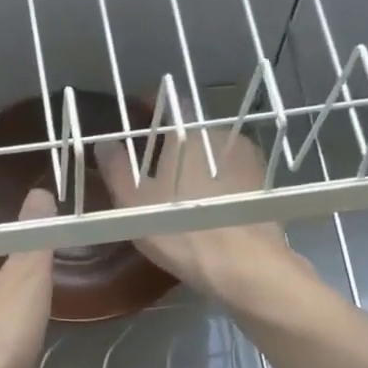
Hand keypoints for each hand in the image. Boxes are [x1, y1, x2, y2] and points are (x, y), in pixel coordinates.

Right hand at [95, 127, 299, 304]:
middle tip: (151, 169)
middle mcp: (223, 134)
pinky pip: (231, 177)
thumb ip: (116, 169)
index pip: (167, 103)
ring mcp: (248, 159)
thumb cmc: (181, 228)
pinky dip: (216, 186)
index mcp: (189, 129)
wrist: (244, 265)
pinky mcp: (263, 187)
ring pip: (213, 155)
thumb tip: (105, 144)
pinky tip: (205, 209)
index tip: (133, 122)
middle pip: (191, 131)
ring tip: (179, 194)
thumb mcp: (134, 203)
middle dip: (172, 145)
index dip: (148, 109)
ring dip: (197, 167)